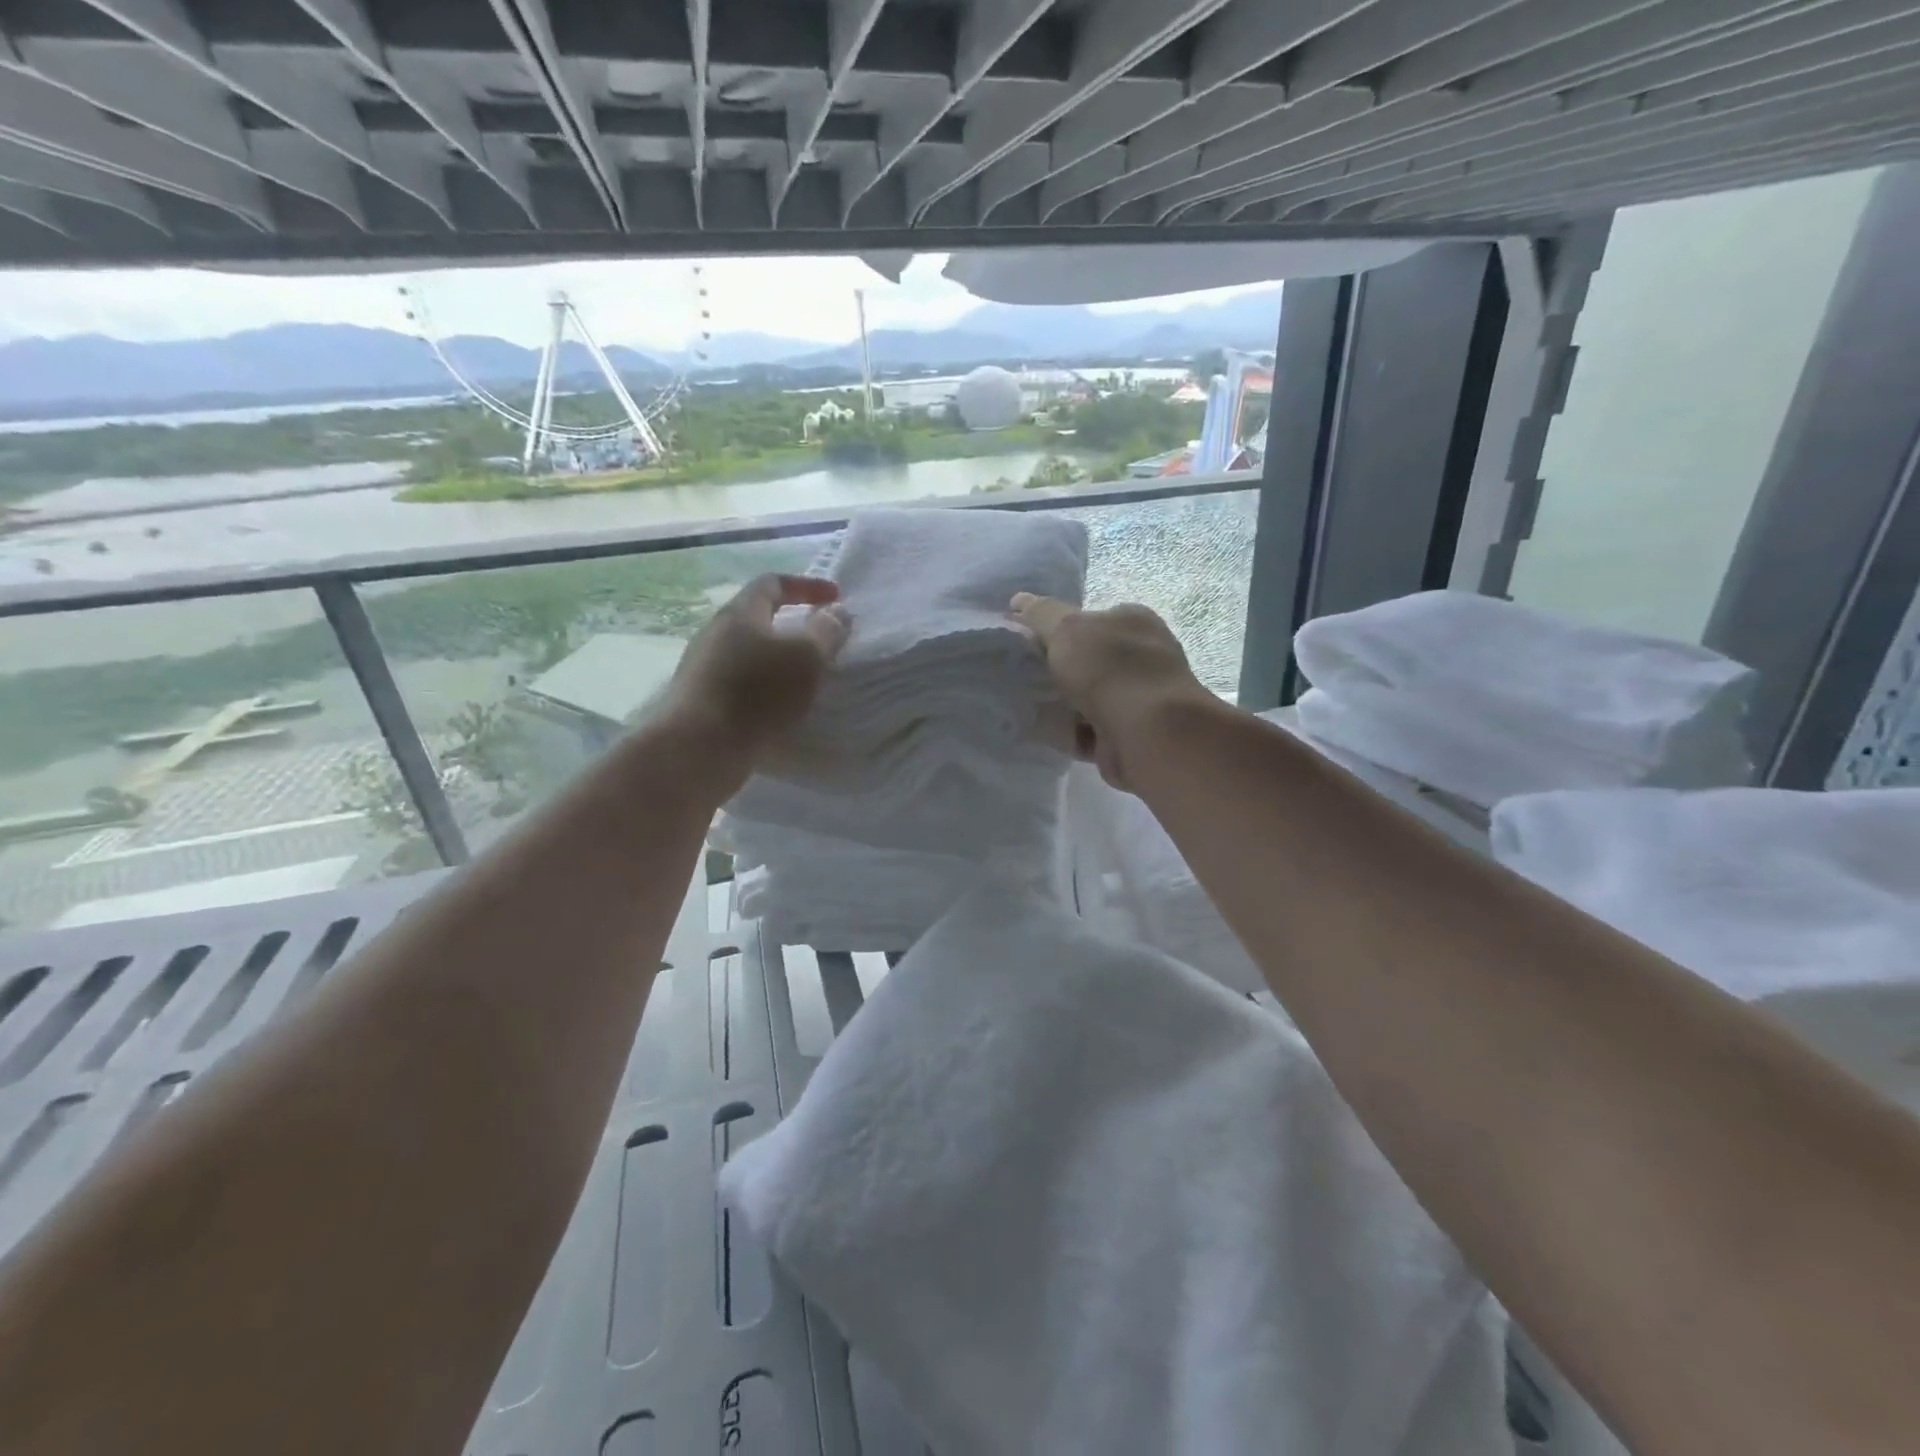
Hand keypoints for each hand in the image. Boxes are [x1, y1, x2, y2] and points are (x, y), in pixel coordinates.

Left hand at [664, 574, 848, 757]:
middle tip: (818, 641)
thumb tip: (836, 612)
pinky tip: (776, 707)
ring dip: (775, 659)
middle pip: (756, 617)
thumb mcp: (807, 657)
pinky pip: (738, 682)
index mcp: (740, 613)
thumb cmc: (757, 693)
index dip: (806, 585)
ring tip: (801, 678)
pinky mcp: (700, 699)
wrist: (699, 748)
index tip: (836, 598)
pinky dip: (762, 686)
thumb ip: (826, 631)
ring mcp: (702, 667)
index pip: (773, 583)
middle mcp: (715, 633)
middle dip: (790, 624)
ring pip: (746, 652)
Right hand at [1010, 593, 1209, 789]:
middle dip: (1060, 669)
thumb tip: (1019, 600)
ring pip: (1089, 698)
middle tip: (1024, 675)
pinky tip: (1043, 732)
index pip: (1093, 618)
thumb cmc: (1109, 668)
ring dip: (1061, 703)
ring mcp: (1140, 698)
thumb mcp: (1067, 628)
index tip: (1029, 642)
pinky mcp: (1132, 735)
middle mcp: (1143, 656)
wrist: (1147, 732)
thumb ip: (1040, 614)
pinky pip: (1090, 731)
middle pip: (1090, 660)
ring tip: (1026, 705)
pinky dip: (1068, 732)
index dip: (1060, 628)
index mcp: (1134, 622)